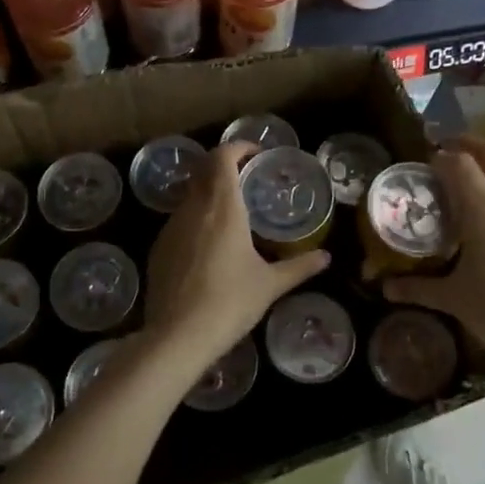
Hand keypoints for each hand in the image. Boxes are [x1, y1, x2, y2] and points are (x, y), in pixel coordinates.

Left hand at [141, 142, 329, 375]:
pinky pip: (179, 220)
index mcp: (223, 207)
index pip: (223, 157)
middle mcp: (194, 208)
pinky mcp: (158, 247)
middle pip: (204, 169)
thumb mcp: (270, 284)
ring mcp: (171, 226)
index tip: (256, 154)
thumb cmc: (230, 302)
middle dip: (224, 165)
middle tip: (247, 177)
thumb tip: (326, 258)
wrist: (178, 336)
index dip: (239, 147)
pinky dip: (196, 218)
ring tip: (232, 212)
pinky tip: (209, 244)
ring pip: (190, 194)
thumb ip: (299, 267)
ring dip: (209, 192)